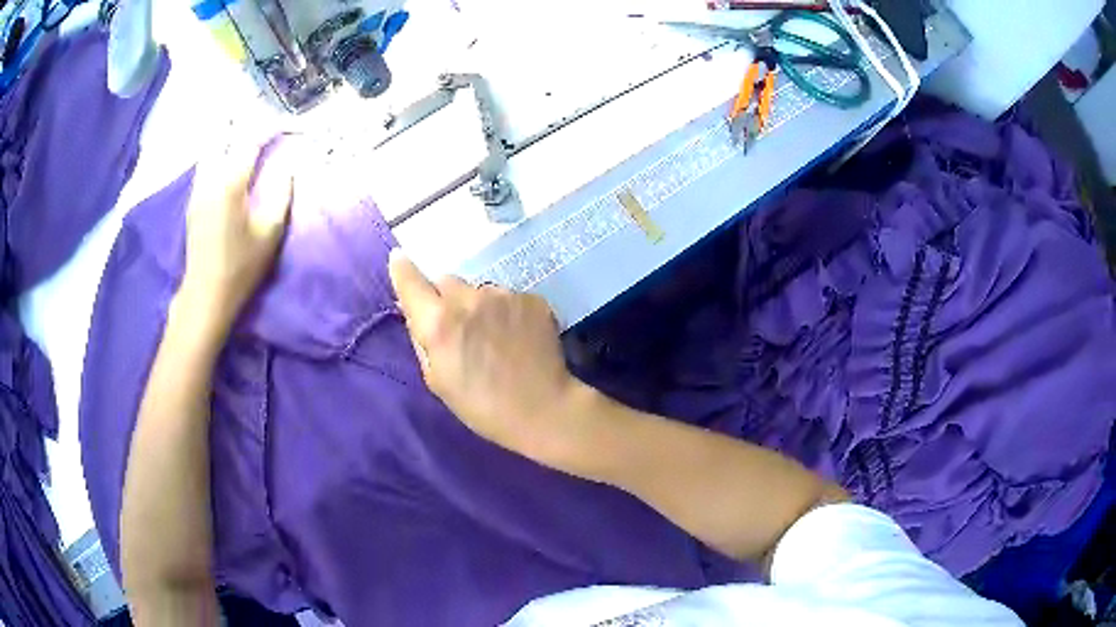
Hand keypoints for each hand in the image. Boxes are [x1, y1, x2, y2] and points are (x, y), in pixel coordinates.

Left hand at [177, 141, 292, 332]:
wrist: (206, 294)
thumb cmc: (241, 266)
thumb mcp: (270, 232)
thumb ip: (281, 193)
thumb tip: (287, 166)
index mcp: (230, 183)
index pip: (249, 142)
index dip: (267, 129)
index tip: (283, 127)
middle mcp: (210, 179)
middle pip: (223, 137)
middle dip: (242, 127)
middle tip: (260, 128)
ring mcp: (197, 190)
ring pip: (210, 150)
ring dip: (226, 139)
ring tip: (243, 141)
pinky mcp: (192, 202)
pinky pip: (204, 165)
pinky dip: (216, 155)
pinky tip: (226, 163)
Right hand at [388, 251, 580, 457]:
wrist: (543, 410)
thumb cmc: (481, 406)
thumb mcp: (437, 379)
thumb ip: (421, 338)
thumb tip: (414, 309)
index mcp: (439, 323)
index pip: (411, 282)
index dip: (402, 270)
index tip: (399, 259)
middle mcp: (470, 299)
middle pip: (447, 282)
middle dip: (445, 299)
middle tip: (458, 327)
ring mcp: (505, 295)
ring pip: (480, 290)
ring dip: (479, 306)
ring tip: (494, 337)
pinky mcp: (532, 298)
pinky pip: (508, 297)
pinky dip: (506, 312)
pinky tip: (516, 337)